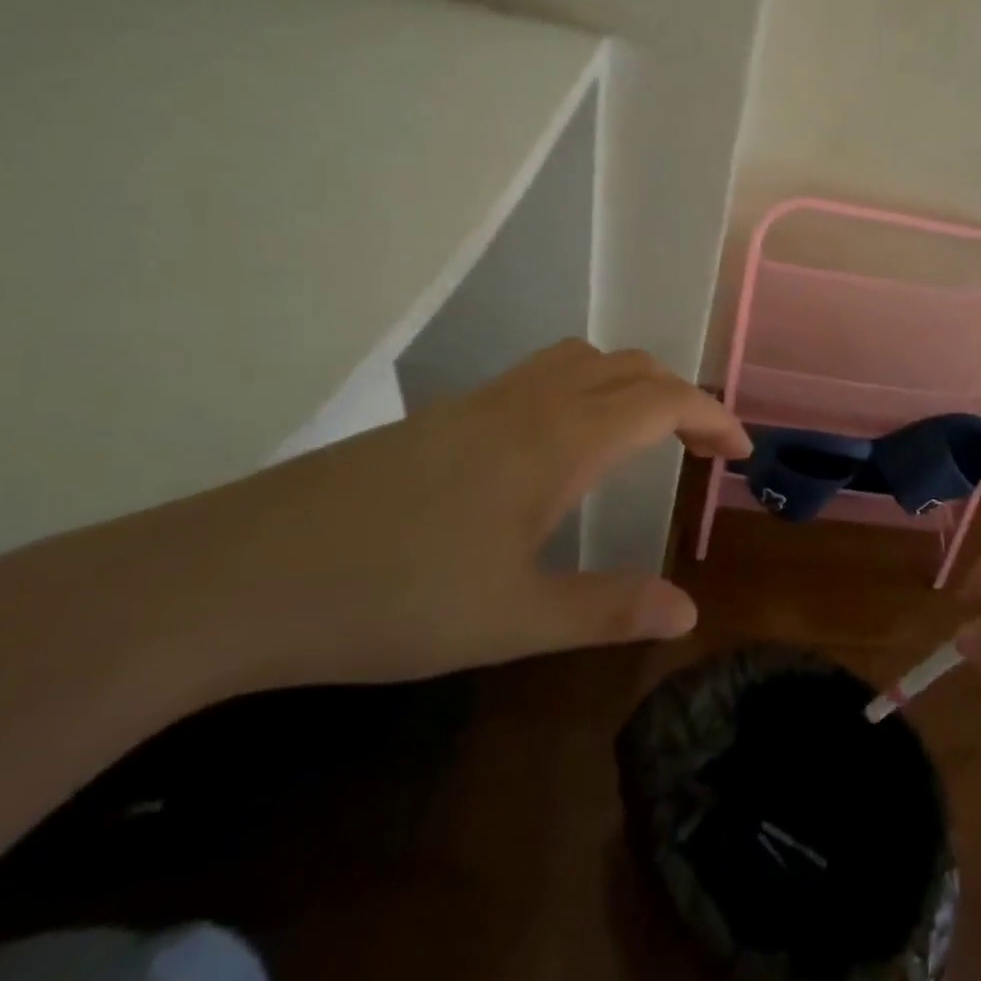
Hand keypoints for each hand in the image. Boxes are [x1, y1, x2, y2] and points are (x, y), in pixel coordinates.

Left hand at [182, 340, 751, 689]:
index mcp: (558, 440)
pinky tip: (563, 443)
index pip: (662, 401)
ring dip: (630, 383)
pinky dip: (584, 387)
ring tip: (644, 433)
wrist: (239, 573)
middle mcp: (528, 402)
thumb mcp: (511, 620)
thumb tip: (687, 612)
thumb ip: (607, 610)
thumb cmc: (390, 598)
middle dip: (680, 397)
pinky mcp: (443, 415)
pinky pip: (540, 373)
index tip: (740, 452)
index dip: (712, 416)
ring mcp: (481, 401)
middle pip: (629, 367)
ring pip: (581, 360)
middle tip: (701, 449)